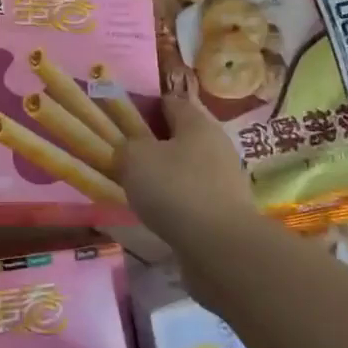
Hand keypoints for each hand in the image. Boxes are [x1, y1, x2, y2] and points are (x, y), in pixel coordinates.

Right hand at [116, 71, 261, 244]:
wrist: (220, 246)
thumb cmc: (176, 189)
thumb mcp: (135, 158)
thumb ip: (127, 146)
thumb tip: (129, 149)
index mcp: (197, 122)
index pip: (170, 102)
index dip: (145, 106)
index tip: (122, 120)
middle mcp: (216, 144)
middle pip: (180, 135)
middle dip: (155, 143)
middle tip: (127, 156)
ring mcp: (225, 177)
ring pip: (187, 166)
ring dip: (165, 174)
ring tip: (139, 188)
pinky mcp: (226, 208)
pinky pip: (193, 194)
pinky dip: (176, 200)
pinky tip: (159, 212)